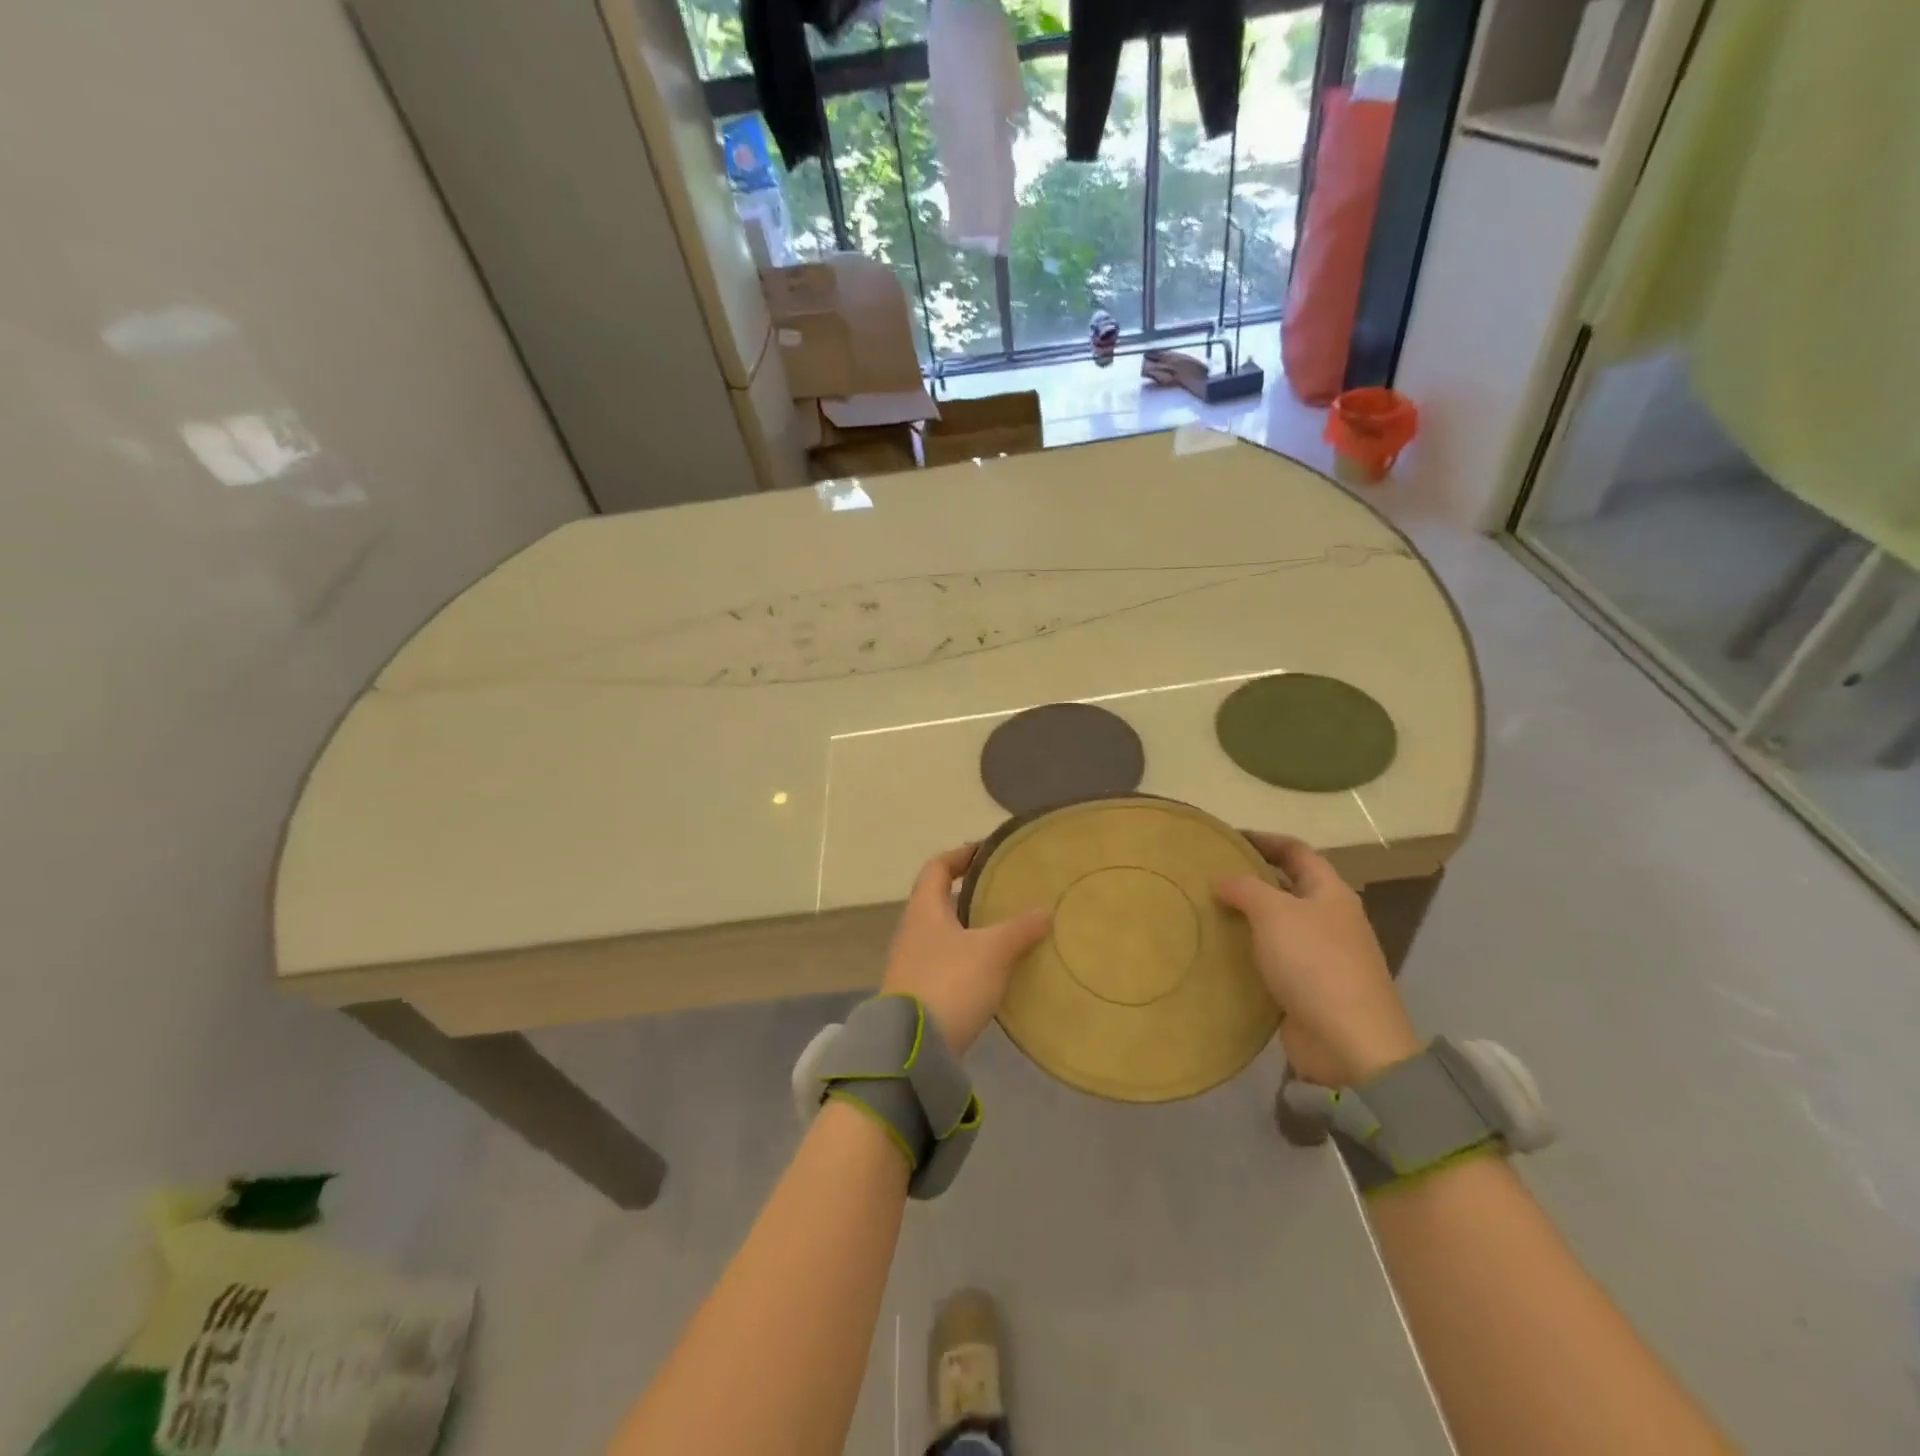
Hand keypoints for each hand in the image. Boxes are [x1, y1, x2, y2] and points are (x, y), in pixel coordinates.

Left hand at [881, 845, 1050, 1056]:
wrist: (913, 1049)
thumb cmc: (950, 983)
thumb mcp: (993, 952)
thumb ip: (1020, 929)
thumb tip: (1043, 911)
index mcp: (924, 910)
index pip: (937, 867)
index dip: (960, 855)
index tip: (986, 853)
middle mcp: (913, 931)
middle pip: (939, 900)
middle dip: (970, 894)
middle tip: (1004, 892)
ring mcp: (912, 963)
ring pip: (944, 933)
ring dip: (971, 928)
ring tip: (1006, 930)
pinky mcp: (919, 993)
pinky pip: (946, 963)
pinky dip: (969, 958)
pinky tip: (994, 970)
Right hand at [1214, 834, 1420, 1086]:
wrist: (1351, 1043)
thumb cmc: (1315, 964)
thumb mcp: (1274, 913)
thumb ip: (1245, 888)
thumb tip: (1221, 879)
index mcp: (1330, 893)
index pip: (1296, 851)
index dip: (1263, 840)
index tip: (1226, 839)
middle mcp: (1328, 919)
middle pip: (1287, 887)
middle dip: (1250, 879)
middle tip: (1207, 877)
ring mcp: (1321, 956)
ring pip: (1277, 925)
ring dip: (1246, 918)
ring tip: (1205, 912)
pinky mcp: (1308, 989)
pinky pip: (1273, 960)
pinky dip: (1249, 953)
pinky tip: (1221, 953)